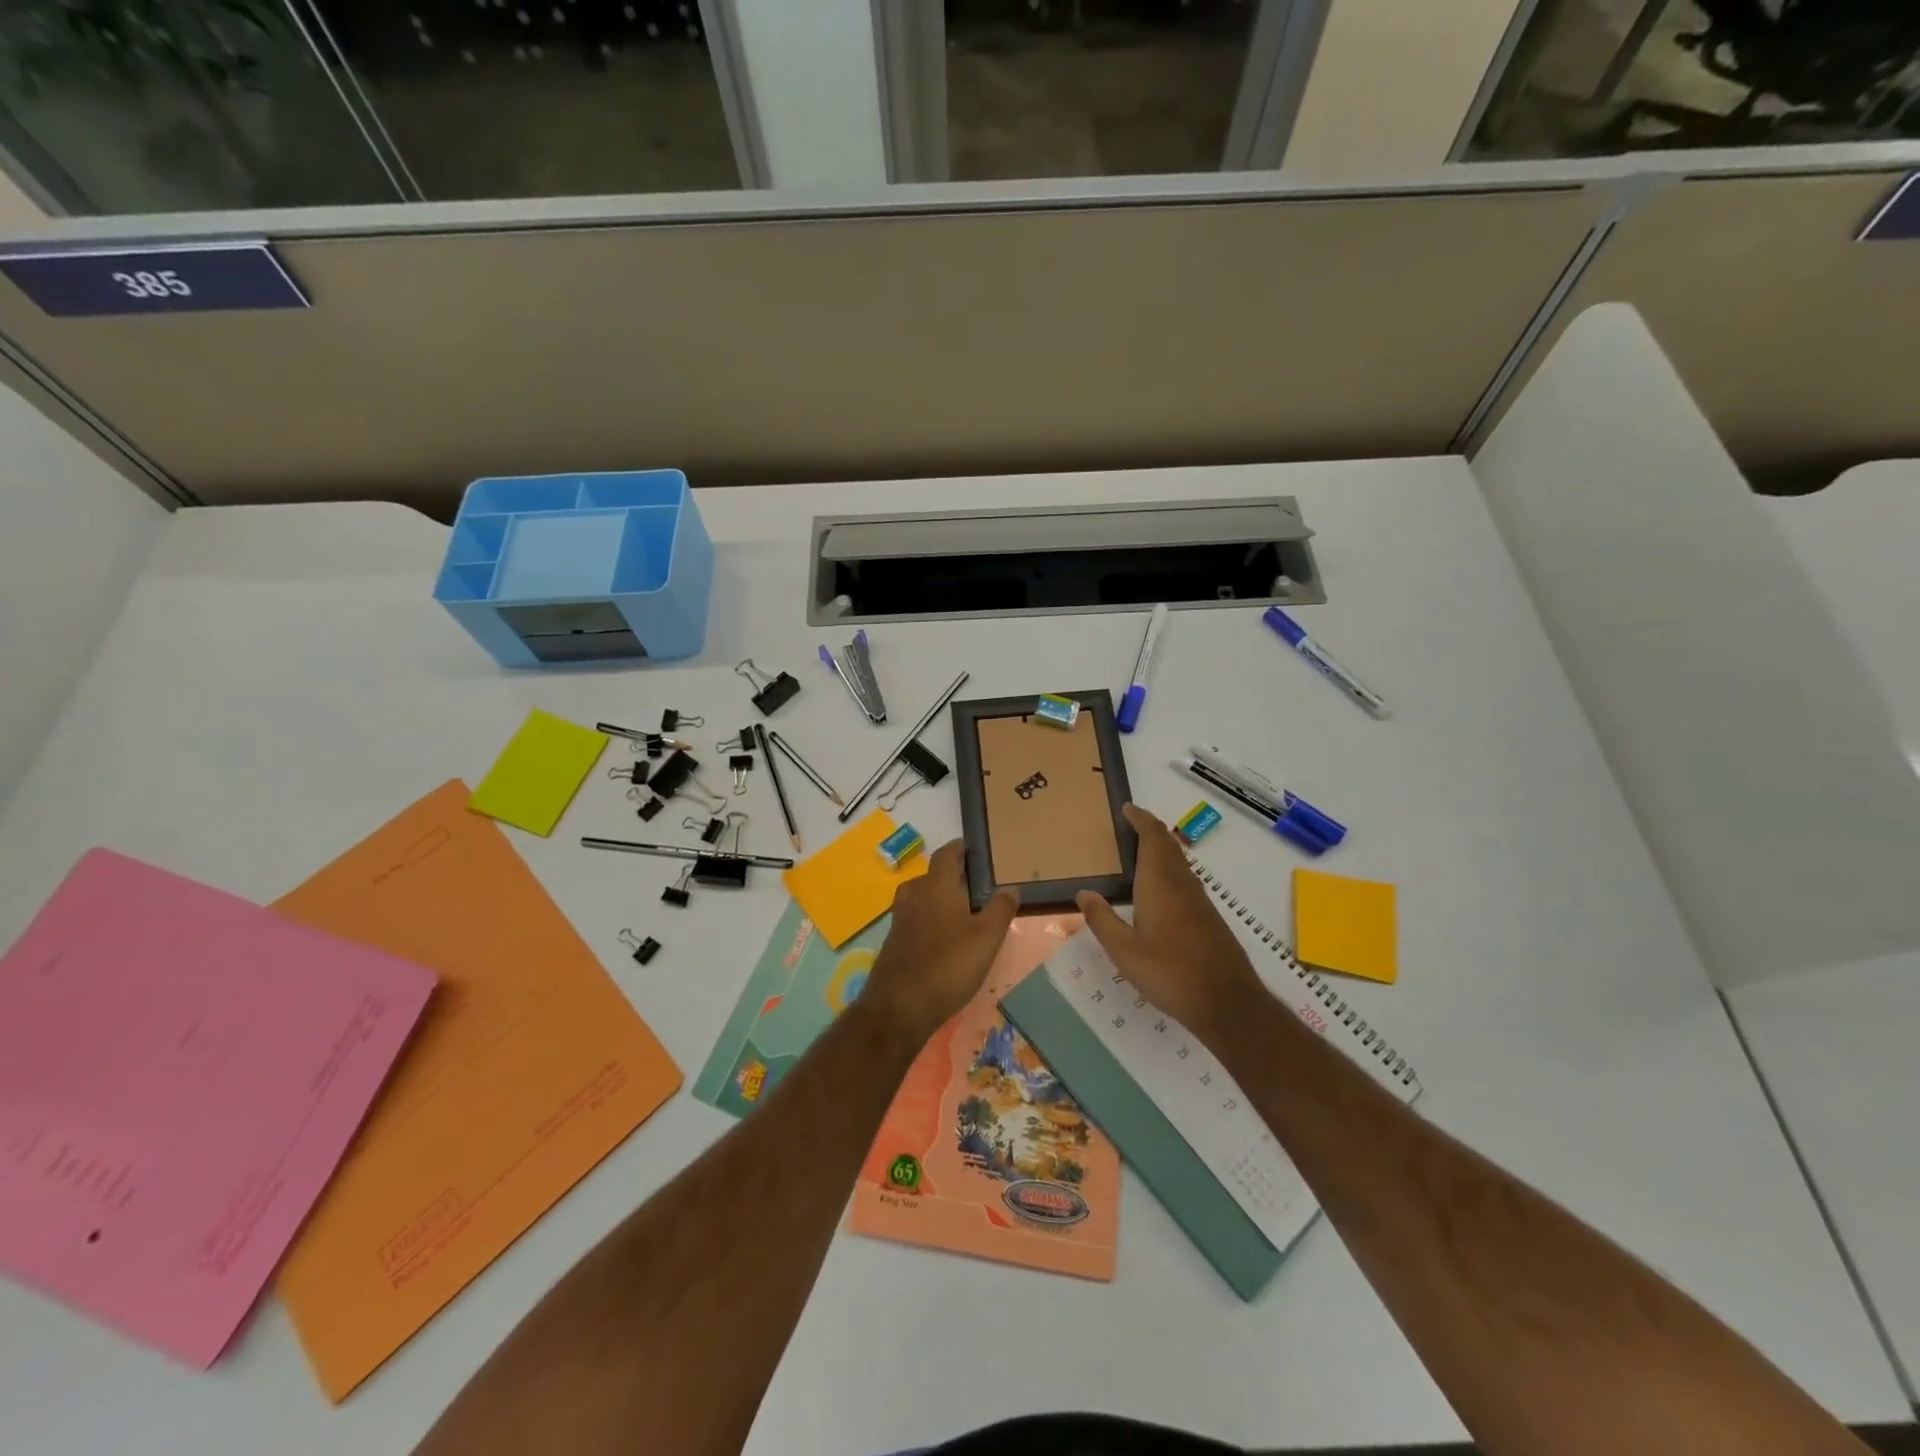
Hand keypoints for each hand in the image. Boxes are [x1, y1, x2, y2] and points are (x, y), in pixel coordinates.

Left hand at [863, 840, 1018, 1041]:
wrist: (899, 1006)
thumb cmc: (948, 964)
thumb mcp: (986, 938)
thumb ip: (1000, 910)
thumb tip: (1010, 888)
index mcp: (937, 886)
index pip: (946, 855)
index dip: (959, 849)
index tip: (971, 849)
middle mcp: (914, 896)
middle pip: (931, 876)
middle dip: (950, 876)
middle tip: (973, 886)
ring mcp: (900, 920)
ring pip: (920, 898)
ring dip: (937, 899)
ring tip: (959, 912)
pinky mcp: (893, 943)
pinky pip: (913, 920)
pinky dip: (928, 921)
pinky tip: (941, 940)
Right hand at [1076, 804, 1264, 1044]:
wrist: (1227, 1002)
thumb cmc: (1170, 973)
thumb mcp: (1124, 951)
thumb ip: (1102, 920)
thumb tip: (1083, 892)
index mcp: (1160, 884)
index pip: (1152, 838)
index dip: (1140, 819)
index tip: (1126, 808)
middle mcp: (1182, 884)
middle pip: (1168, 845)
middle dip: (1150, 829)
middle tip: (1129, 824)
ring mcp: (1199, 901)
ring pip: (1179, 862)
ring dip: (1161, 848)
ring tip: (1138, 851)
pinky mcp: (1208, 918)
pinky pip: (1185, 879)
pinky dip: (1168, 869)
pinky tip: (1158, 890)